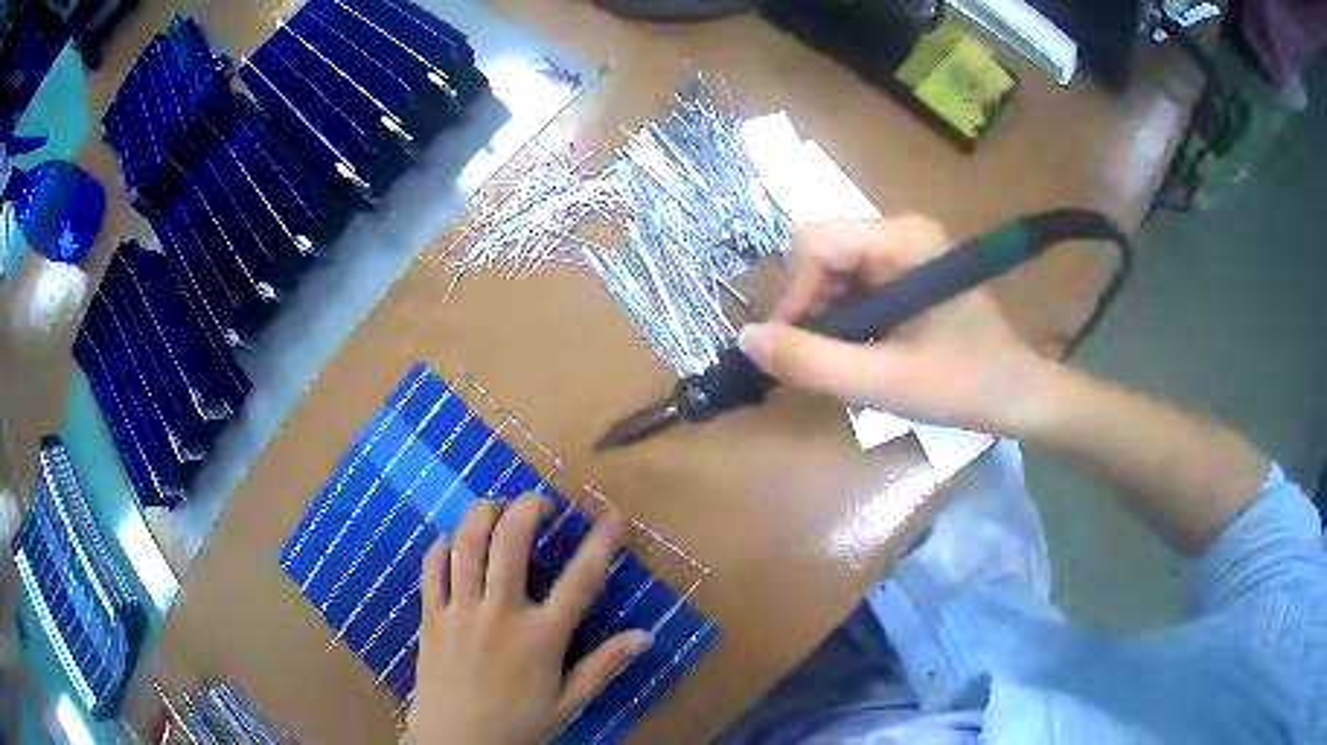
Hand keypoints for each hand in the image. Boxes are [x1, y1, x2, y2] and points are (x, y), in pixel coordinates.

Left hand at [404, 495, 651, 744]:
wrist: (457, 743)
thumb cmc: (518, 725)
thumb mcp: (568, 702)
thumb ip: (603, 665)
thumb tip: (645, 636)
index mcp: (542, 638)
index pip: (580, 581)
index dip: (601, 543)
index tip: (614, 517)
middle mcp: (501, 615)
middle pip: (511, 543)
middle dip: (527, 509)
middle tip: (540, 502)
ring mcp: (460, 612)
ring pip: (467, 545)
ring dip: (483, 514)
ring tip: (497, 507)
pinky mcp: (431, 616)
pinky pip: (432, 567)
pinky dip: (444, 545)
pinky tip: (456, 542)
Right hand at [738, 216, 1058, 435]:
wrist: (1019, 394)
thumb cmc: (963, 387)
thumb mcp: (884, 383)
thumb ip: (811, 362)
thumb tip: (746, 339)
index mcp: (903, 239)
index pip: (814, 243)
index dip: (794, 296)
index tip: (796, 352)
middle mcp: (901, 229)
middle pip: (820, 251)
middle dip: (810, 307)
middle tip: (824, 360)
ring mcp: (906, 246)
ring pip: (833, 268)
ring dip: (826, 316)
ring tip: (848, 361)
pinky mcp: (908, 267)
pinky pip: (853, 280)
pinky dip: (845, 316)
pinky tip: (865, 349)